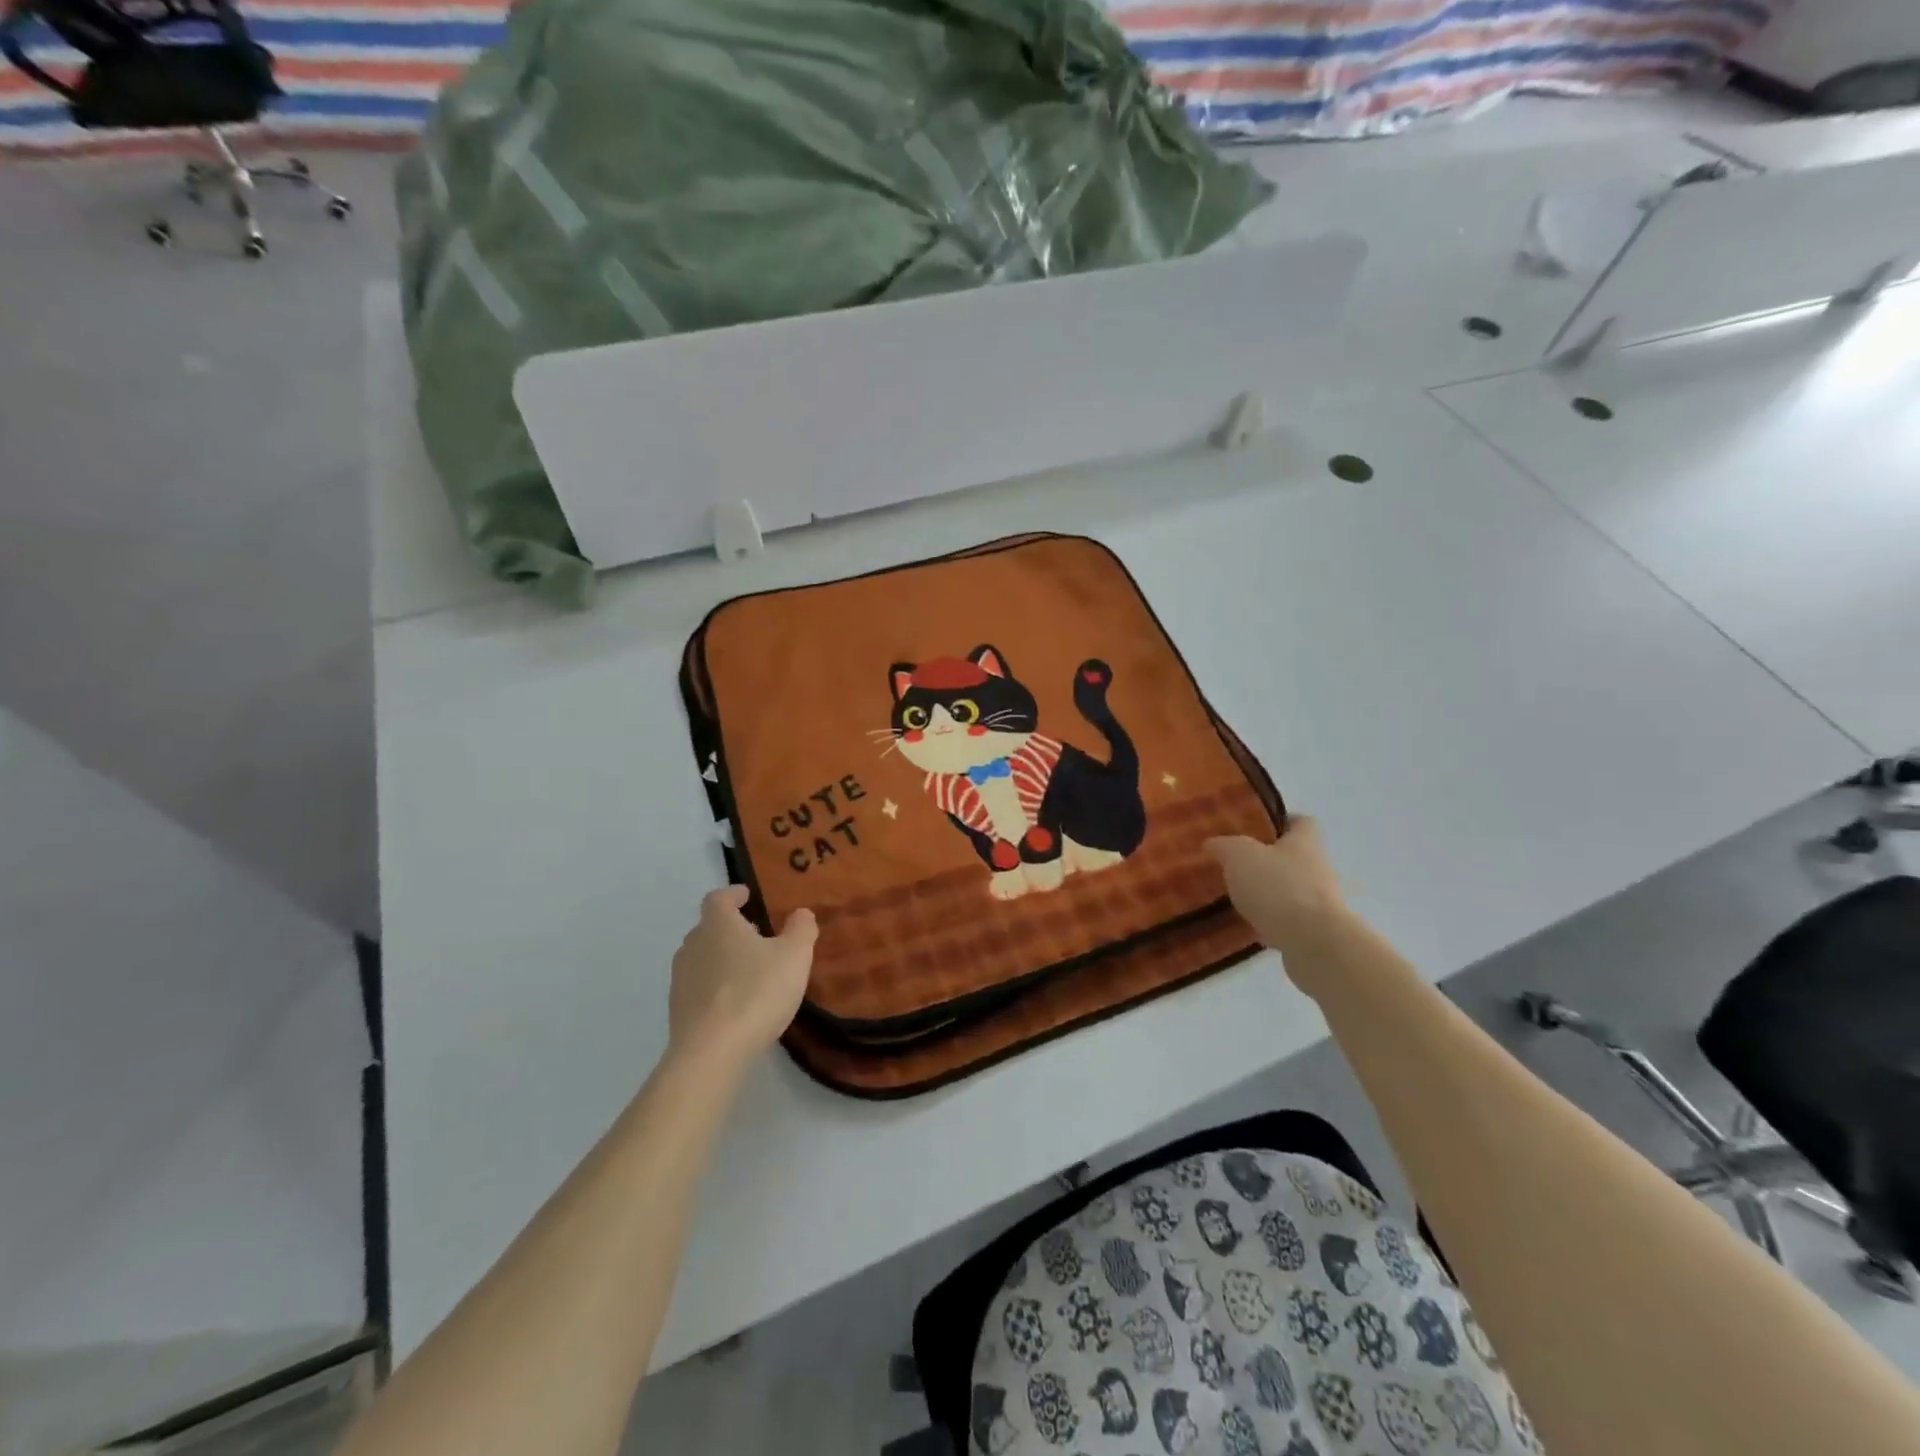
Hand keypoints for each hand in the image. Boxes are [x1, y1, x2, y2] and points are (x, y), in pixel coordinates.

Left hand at [667, 886, 815, 1071]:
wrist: (711, 1053)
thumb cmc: (756, 992)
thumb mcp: (794, 956)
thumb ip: (801, 929)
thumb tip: (800, 913)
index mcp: (718, 925)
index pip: (718, 898)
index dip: (733, 894)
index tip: (747, 895)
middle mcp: (693, 946)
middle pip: (708, 928)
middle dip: (730, 928)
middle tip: (756, 935)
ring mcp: (681, 980)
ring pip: (701, 958)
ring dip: (721, 958)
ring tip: (747, 971)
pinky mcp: (678, 1011)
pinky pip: (698, 988)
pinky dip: (715, 987)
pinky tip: (736, 1004)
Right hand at [1206, 817, 1353, 969]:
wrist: (1313, 943)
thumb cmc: (1278, 887)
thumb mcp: (1239, 855)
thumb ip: (1224, 846)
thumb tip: (1212, 843)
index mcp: (1305, 843)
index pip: (1301, 822)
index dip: (1281, 821)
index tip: (1256, 827)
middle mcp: (1319, 868)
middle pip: (1294, 857)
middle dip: (1268, 861)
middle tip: (1237, 864)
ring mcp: (1321, 903)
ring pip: (1290, 890)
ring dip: (1269, 894)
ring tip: (1238, 897)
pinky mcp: (1316, 932)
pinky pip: (1290, 921)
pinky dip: (1271, 922)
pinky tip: (1249, 927)